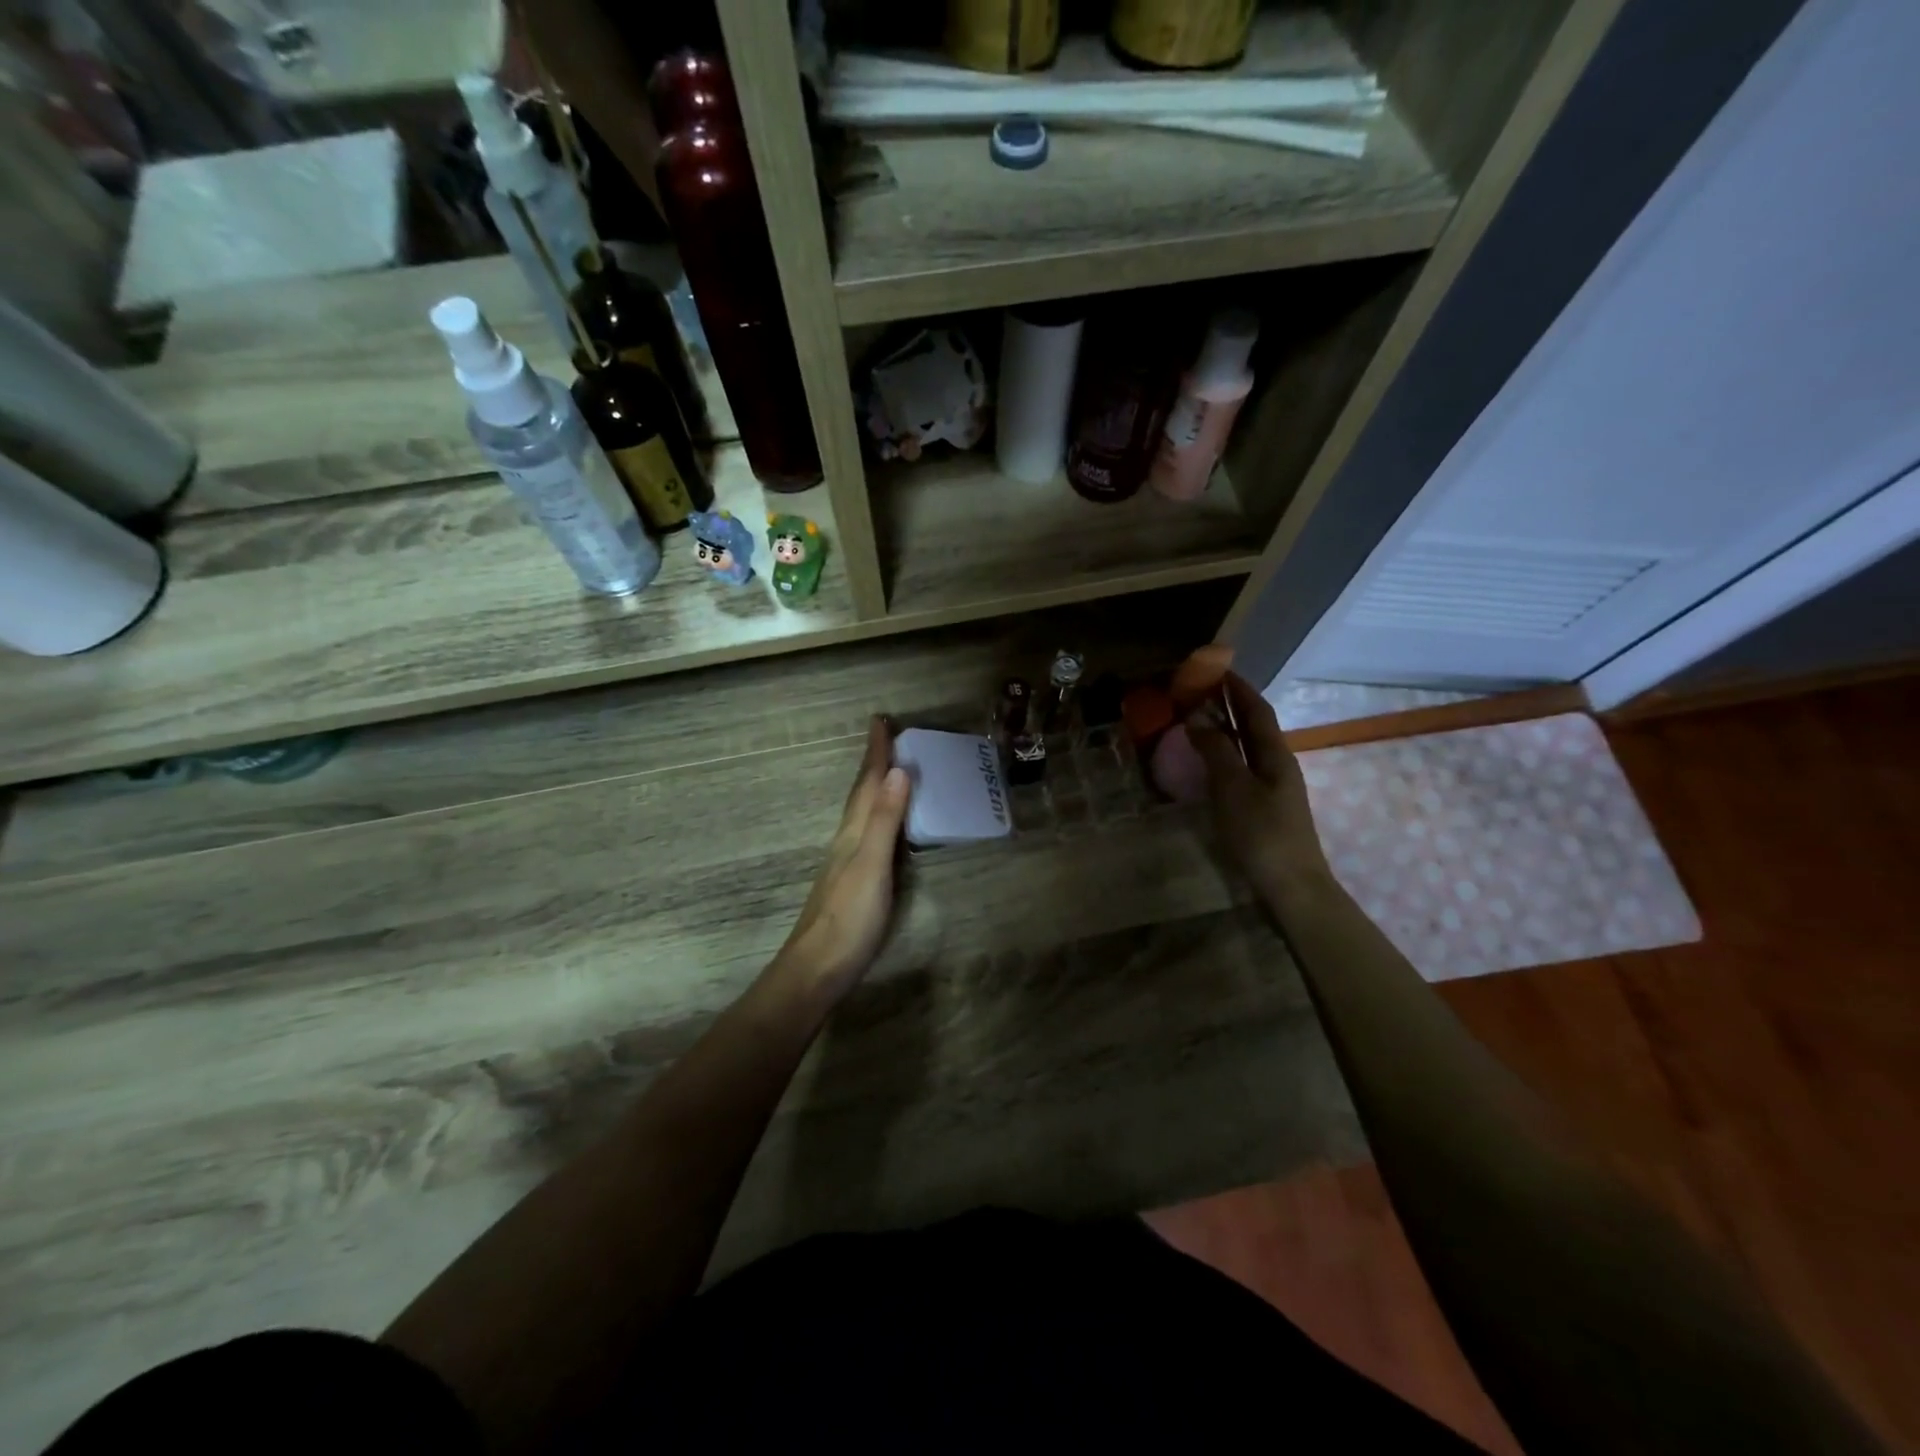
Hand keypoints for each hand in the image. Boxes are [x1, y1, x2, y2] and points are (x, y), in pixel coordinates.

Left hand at [772, 717, 910, 1003]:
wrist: (817, 968)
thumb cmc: (849, 918)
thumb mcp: (872, 866)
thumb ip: (886, 821)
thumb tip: (898, 771)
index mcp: (854, 832)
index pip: (867, 783)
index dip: (876, 752)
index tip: (881, 720)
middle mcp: (848, 840)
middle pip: (861, 793)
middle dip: (874, 763)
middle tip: (886, 735)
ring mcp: (848, 861)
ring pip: (862, 812)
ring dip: (874, 786)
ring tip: (887, 769)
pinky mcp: (853, 882)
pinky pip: (868, 833)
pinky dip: (878, 815)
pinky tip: (882, 826)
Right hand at [1187, 673, 1333, 905]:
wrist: (1291, 885)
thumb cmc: (1261, 833)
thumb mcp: (1233, 787)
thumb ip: (1215, 750)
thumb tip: (1197, 717)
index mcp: (1276, 755)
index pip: (1257, 710)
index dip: (1238, 688)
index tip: (1216, 669)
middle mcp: (1278, 765)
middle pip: (1254, 726)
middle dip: (1231, 705)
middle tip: (1200, 690)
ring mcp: (1273, 788)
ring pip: (1248, 747)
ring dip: (1226, 729)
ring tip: (1199, 718)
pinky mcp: (1264, 808)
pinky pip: (1242, 767)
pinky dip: (1224, 754)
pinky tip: (1209, 761)